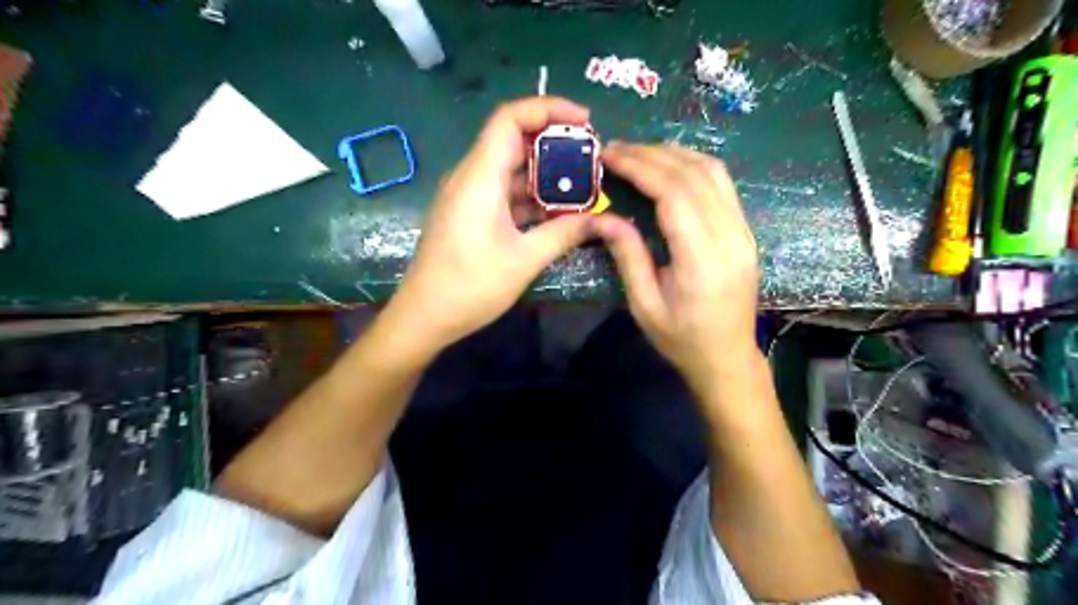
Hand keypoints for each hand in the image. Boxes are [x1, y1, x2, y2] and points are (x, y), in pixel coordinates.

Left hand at [382, 96, 591, 352]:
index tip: (585, 121)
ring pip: (509, 168)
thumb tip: (603, 220)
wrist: (424, 316)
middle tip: (591, 157)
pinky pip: (502, 192)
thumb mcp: (525, 260)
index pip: (510, 118)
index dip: (549, 108)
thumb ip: (565, 233)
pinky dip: (529, 196)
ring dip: (544, 174)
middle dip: (554, 143)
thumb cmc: (471, 286)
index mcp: (480, 177)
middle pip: (513, 140)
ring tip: (582, 186)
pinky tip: (555, 211)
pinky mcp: (468, 214)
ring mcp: (467, 196)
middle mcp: (470, 177)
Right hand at [593, 142, 761, 395]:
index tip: (610, 155)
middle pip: (694, 175)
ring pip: (713, 173)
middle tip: (616, 149)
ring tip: (639, 154)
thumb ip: (628, 256)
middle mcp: (729, 236)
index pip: (674, 194)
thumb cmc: (682, 339)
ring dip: (674, 154)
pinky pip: (722, 185)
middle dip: (652, 155)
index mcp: (702, 259)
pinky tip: (670, 167)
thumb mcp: (644, 305)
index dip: (640, 167)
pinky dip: (693, 166)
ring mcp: (743, 231)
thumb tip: (604, 217)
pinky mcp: (745, 232)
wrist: (727, 358)